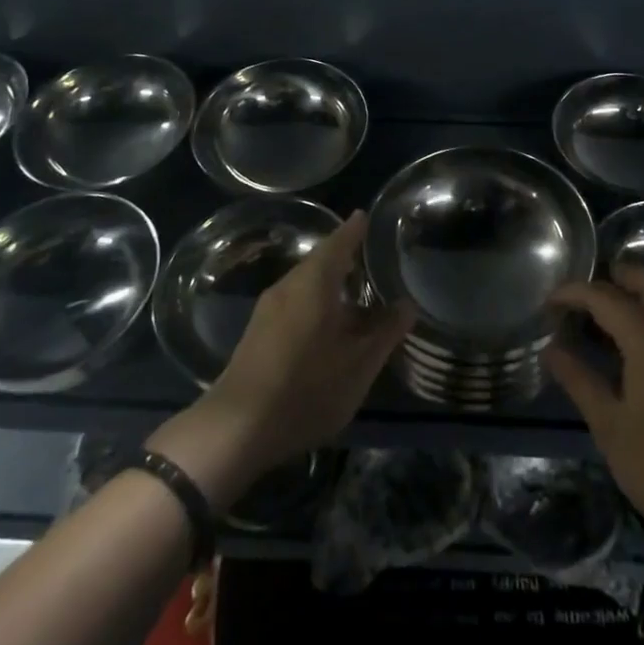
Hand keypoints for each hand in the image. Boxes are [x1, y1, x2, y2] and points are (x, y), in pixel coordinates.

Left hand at [153, 212, 413, 505]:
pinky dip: (317, 302)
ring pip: (306, 285)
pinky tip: (331, 322)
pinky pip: (295, 302)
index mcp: (313, 283)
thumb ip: (386, 331)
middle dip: (345, 258)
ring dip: (331, 284)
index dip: (354, 230)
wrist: (236, 428)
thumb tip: (407, 304)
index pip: (338, 243)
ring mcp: (269, 310)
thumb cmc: (307, 389)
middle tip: (370, 256)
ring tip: (358, 292)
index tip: (366, 216)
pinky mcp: (259, 333)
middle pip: (319, 263)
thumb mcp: (359, 364)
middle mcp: (288, 287)